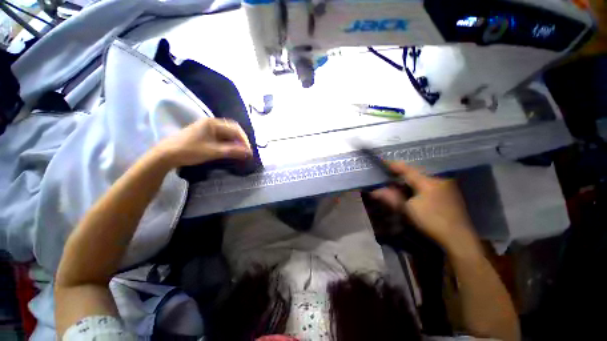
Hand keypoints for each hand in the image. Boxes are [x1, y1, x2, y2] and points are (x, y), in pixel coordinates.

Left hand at [156, 118, 252, 167]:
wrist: (166, 155)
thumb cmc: (190, 151)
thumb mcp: (213, 152)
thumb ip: (233, 151)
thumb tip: (249, 153)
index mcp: (213, 123)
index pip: (236, 129)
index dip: (244, 140)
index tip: (249, 152)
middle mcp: (211, 122)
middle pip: (232, 129)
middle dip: (240, 140)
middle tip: (245, 151)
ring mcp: (206, 127)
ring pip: (226, 133)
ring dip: (234, 142)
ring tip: (238, 152)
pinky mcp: (203, 133)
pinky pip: (220, 136)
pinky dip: (227, 143)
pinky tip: (228, 150)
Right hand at [371, 162, 478, 251]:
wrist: (459, 239)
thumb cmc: (431, 222)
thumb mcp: (407, 210)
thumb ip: (391, 198)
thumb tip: (375, 191)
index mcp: (428, 181)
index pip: (407, 169)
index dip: (393, 165)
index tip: (382, 161)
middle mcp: (439, 179)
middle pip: (415, 172)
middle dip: (401, 172)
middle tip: (389, 173)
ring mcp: (446, 186)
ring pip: (422, 177)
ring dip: (409, 178)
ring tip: (398, 181)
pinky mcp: (450, 193)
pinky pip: (429, 183)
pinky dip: (418, 184)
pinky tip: (413, 190)